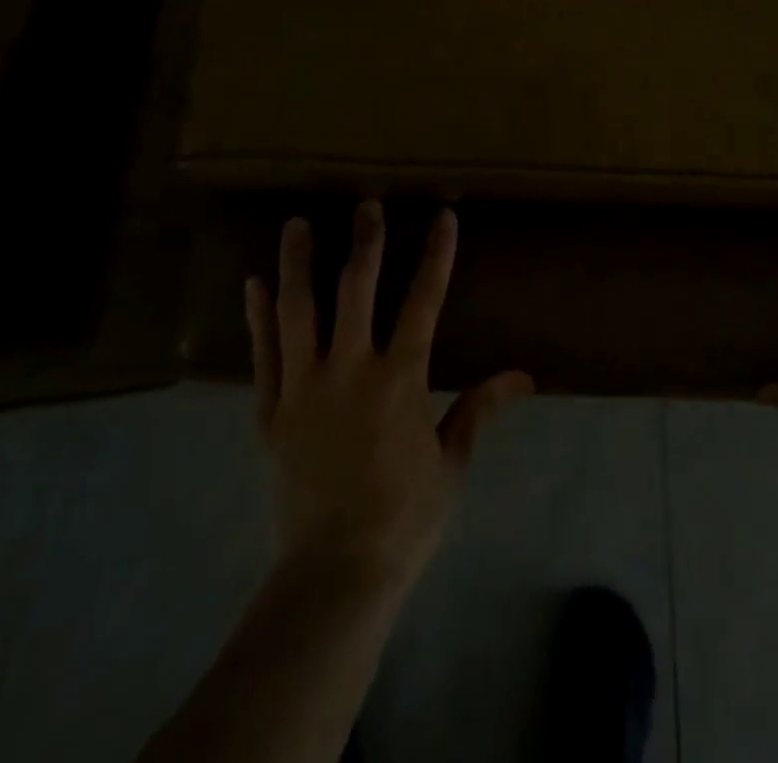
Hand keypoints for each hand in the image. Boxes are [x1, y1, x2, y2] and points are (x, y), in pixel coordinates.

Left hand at [246, 201, 533, 594]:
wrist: (334, 573)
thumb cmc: (404, 516)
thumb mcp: (451, 461)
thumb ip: (479, 408)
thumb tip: (524, 377)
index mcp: (401, 378)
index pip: (424, 301)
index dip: (437, 255)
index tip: (443, 216)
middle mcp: (351, 369)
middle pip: (356, 290)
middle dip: (365, 243)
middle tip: (366, 204)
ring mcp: (304, 388)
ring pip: (299, 311)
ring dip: (299, 264)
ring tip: (297, 224)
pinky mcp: (272, 412)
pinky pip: (263, 355)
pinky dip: (258, 317)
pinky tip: (253, 284)